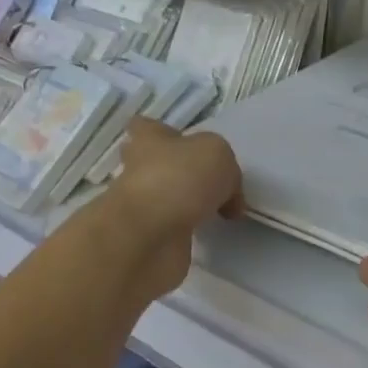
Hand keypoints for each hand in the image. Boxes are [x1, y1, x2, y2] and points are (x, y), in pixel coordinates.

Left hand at [105, 120, 242, 300]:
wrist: (150, 238)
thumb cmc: (178, 179)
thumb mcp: (217, 154)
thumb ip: (225, 168)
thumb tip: (227, 196)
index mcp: (149, 140)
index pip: (145, 127)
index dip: (162, 132)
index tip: (185, 142)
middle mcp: (140, 171)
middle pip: (155, 164)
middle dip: (178, 170)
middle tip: (211, 179)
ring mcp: (143, 207)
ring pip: (167, 198)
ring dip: (189, 204)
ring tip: (222, 209)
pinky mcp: (150, 239)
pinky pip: (174, 230)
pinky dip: (192, 232)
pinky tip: (213, 233)